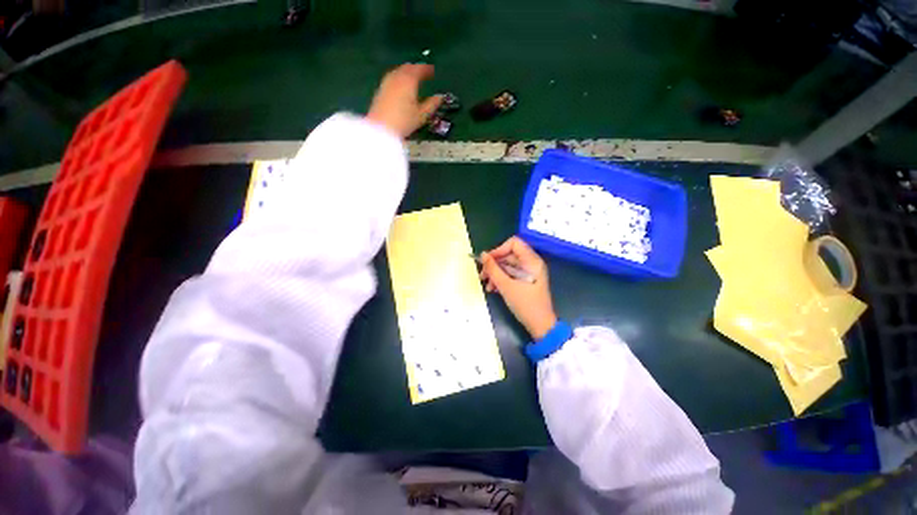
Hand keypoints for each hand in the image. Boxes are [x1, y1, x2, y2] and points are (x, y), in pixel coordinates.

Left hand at [366, 63, 442, 138]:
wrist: (381, 128)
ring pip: (398, 71)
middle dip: (415, 69)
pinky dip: (398, 77)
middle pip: (407, 68)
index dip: (427, 69)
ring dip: (406, 72)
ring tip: (412, 77)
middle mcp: (397, 77)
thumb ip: (432, 104)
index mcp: (409, 80)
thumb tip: (440, 97)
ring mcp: (387, 82)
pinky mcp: (380, 89)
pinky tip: (400, 85)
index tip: (432, 71)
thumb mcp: (421, 115)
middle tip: (422, 72)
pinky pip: (391, 77)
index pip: (419, 69)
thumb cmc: (404, 122)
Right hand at [480, 236, 557, 339]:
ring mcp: (529, 272)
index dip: (499, 250)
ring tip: (487, 285)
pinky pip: (511, 274)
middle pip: (509, 255)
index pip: (513, 243)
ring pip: (508, 266)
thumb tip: (483, 255)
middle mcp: (531, 263)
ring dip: (495, 273)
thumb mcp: (506, 286)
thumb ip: (493, 269)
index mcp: (531, 261)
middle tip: (482, 275)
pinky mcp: (526, 281)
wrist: (540, 326)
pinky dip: (501, 279)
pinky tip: (493, 288)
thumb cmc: (525, 304)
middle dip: (494, 264)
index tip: (487, 261)